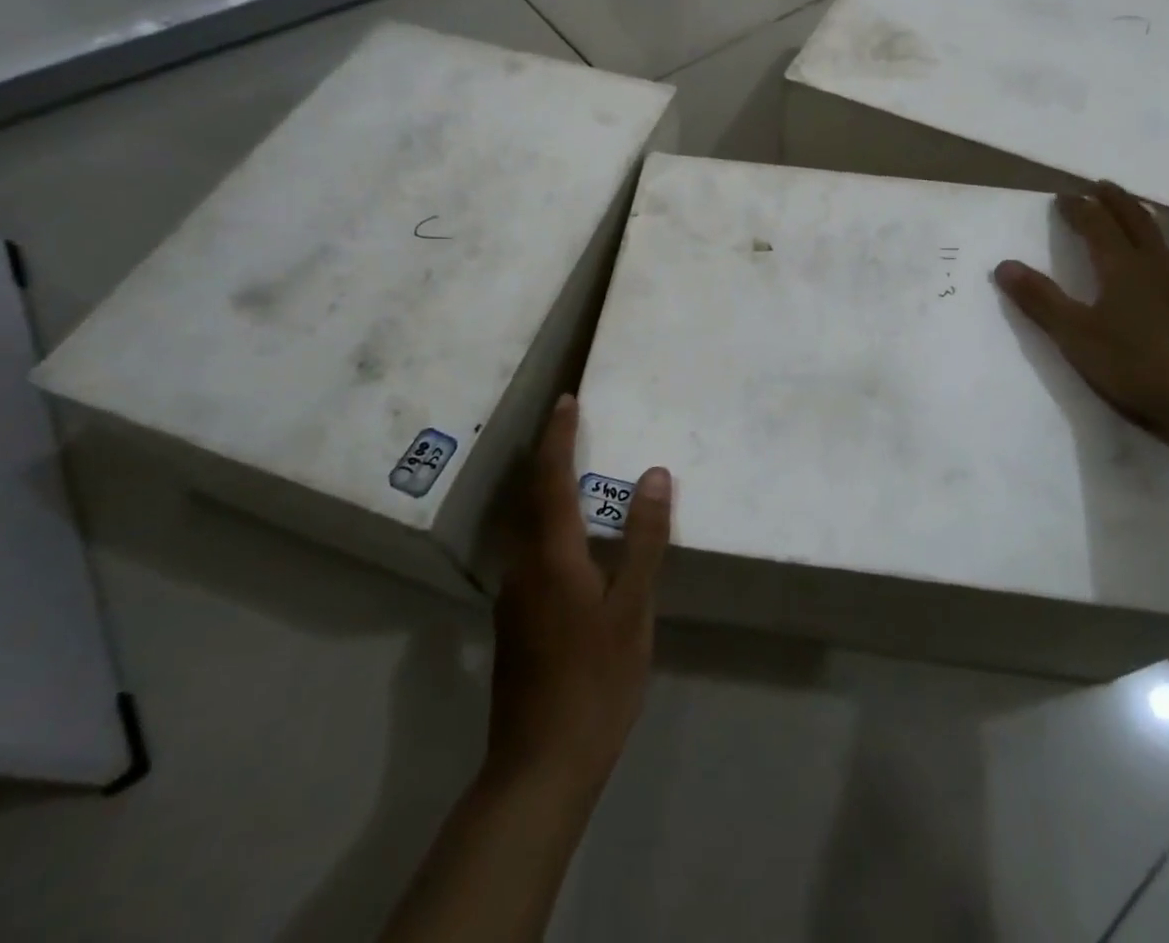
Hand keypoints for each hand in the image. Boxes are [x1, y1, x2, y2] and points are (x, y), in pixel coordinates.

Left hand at [486, 395, 671, 793]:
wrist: (539, 769)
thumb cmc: (595, 682)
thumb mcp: (632, 608)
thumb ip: (642, 539)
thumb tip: (653, 474)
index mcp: (551, 555)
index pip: (550, 478)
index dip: (558, 436)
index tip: (567, 400)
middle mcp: (523, 566)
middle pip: (531, 497)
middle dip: (549, 456)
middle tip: (572, 426)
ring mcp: (515, 598)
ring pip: (529, 527)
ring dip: (549, 491)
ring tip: (578, 473)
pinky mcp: (517, 623)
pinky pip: (533, 553)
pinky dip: (552, 526)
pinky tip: (577, 544)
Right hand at [994, 183, 1168, 444]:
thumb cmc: (1135, 362)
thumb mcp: (1075, 334)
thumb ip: (1040, 299)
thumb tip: (1004, 265)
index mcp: (1122, 266)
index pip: (1097, 224)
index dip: (1078, 208)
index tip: (1063, 197)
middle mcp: (1158, 264)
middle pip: (1137, 221)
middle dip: (1116, 201)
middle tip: (1102, 186)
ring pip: (1168, 243)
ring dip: (1149, 226)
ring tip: (1142, 226)